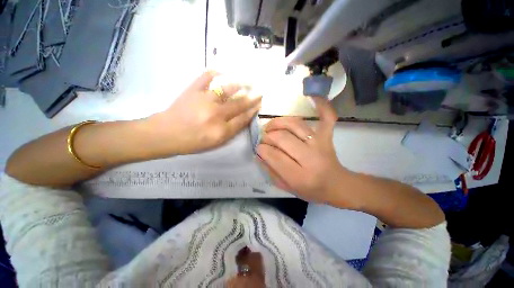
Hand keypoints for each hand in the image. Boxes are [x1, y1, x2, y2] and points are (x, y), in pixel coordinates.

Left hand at [147, 71, 260, 154]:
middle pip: (238, 104)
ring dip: (239, 85)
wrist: (165, 134)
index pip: (242, 119)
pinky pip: (205, 77)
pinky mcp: (192, 91)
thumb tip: (243, 118)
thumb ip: (231, 131)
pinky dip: (214, 72)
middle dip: (251, 99)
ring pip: (227, 89)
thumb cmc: (192, 142)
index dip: (252, 111)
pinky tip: (222, 70)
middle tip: (259, 93)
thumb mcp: (215, 142)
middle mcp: (215, 115)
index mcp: (221, 131)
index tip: (259, 105)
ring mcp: (204, 100)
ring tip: (247, 82)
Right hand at [256, 97, 346, 203]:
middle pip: (282, 138)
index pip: (274, 156)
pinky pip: (327, 117)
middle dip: (267, 136)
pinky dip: (322, 105)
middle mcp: (310, 157)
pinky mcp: (327, 136)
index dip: (262, 149)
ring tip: (270, 126)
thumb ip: (270, 171)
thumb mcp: (287, 187)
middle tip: (264, 138)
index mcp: (299, 176)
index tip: (259, 148)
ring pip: (294, 124)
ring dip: (278, 122)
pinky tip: (313, 96)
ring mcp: (320, 143)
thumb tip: (258, 154)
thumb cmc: (311, 190)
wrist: (337, 185)